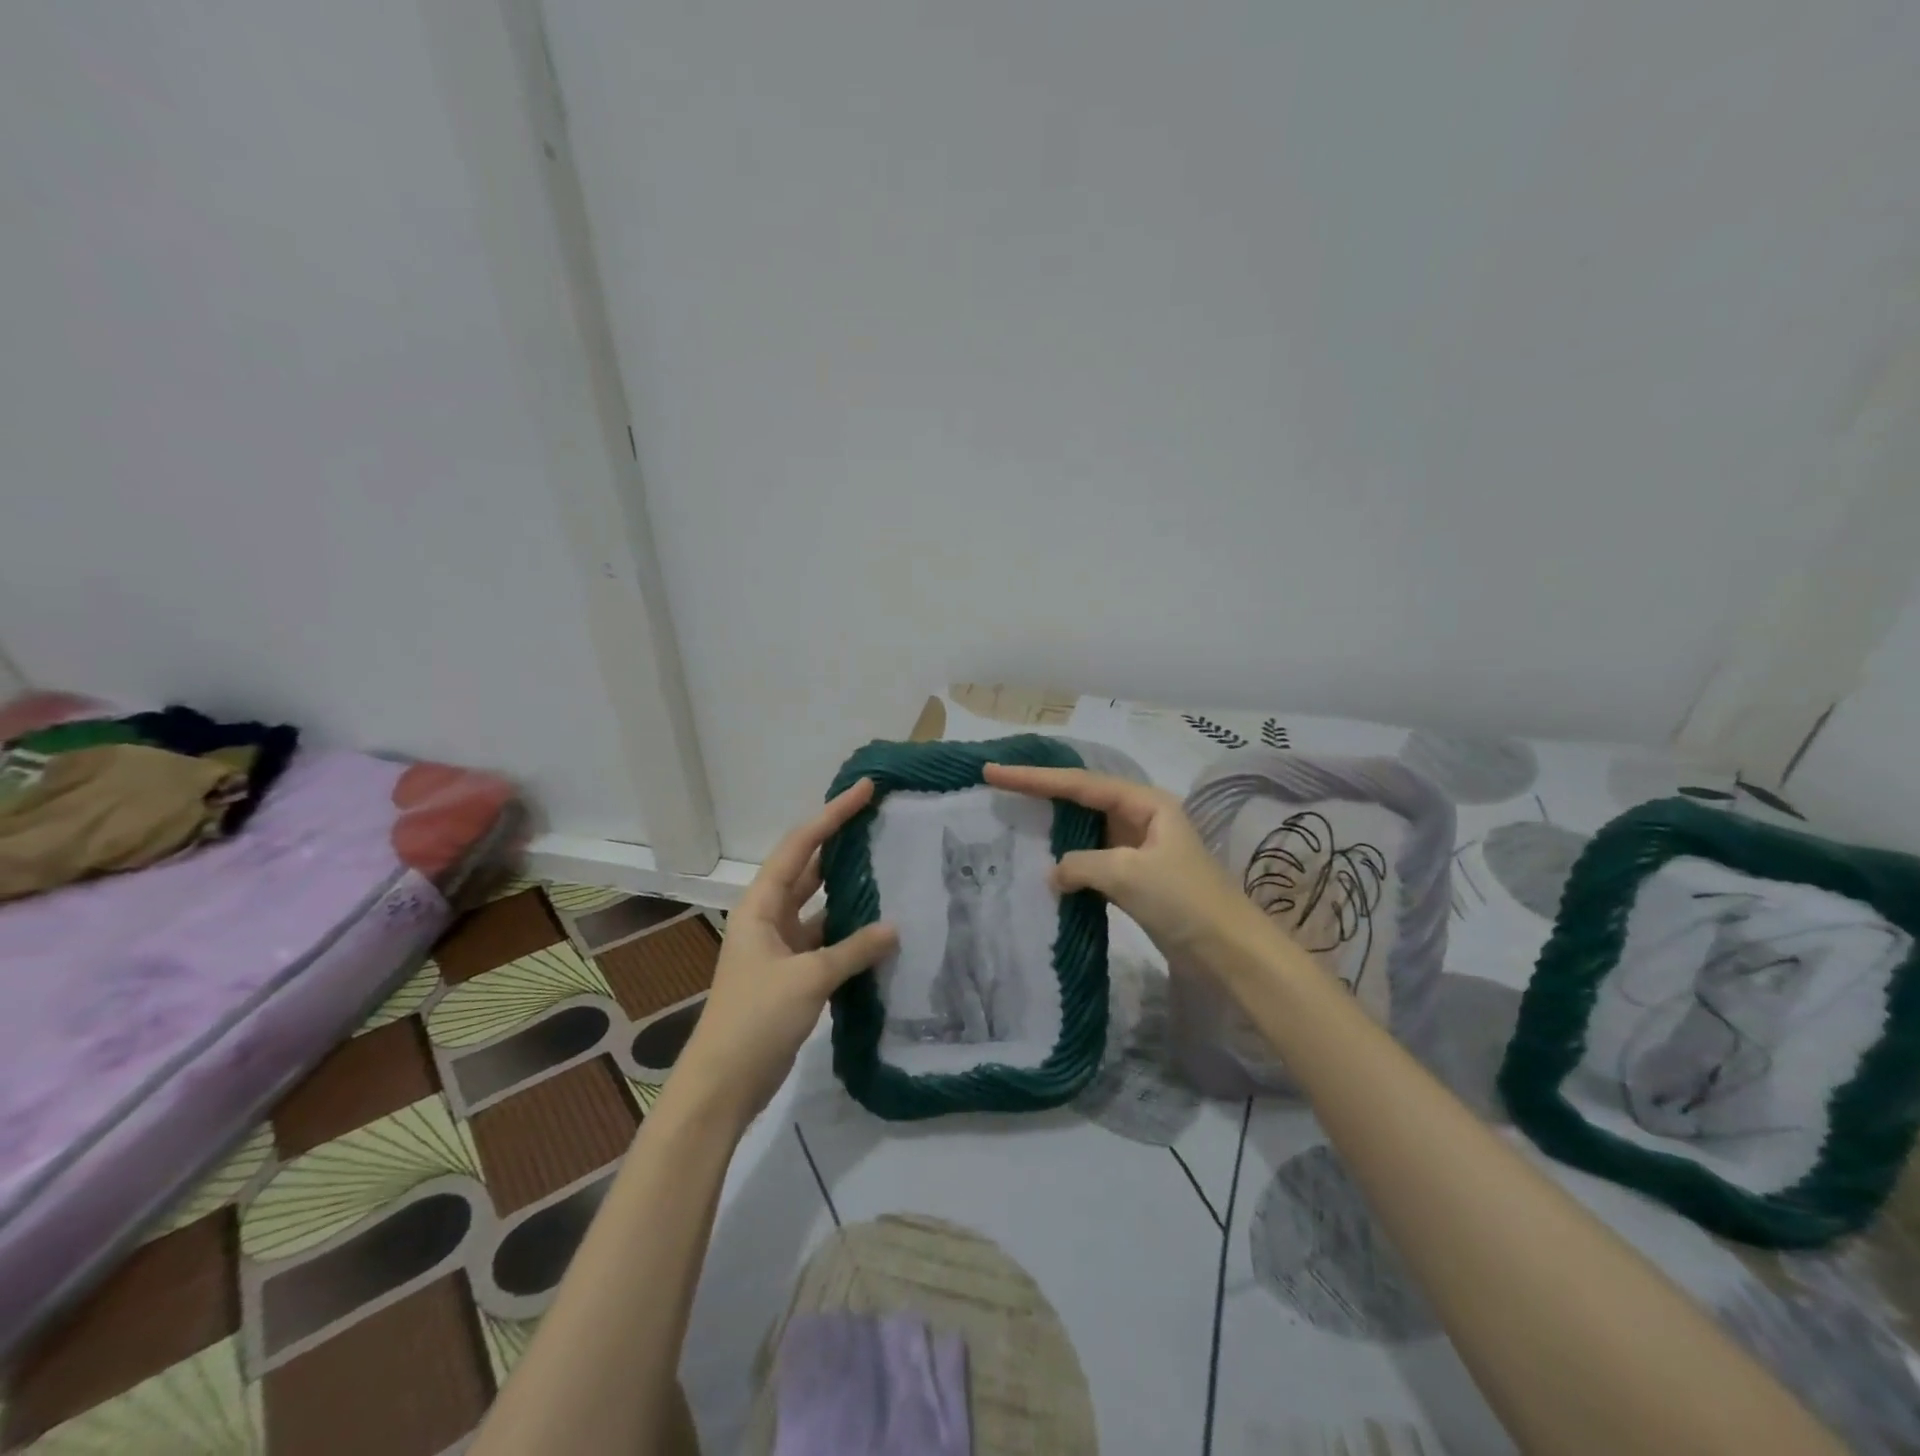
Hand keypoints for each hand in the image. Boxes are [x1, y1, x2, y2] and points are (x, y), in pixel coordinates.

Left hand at [670, 779, 897, 1127]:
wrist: (723, 1085)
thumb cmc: (755, 1020)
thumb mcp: (808, 978)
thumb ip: (853, 950)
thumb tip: (895, 927)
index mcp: (760, 905)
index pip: (800, 846)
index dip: (832, 815)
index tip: (865, 790)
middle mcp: (768, 917)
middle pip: (808, 868)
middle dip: (840, 844)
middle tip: (881, 822)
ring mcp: (780, 946)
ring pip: (820, 905)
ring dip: (848, 890)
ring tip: (889, 867)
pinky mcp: (792, 974)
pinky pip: (827, 940)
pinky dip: (851, 933)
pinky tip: (881, 929)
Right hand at [983, 763, 1267, 969]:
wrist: (1228, 950)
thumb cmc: (1183, 900)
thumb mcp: (1127, 873)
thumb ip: (1081, 864)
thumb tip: (1055, 873)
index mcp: (1144, 802)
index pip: (1079, 784)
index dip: (1033, 777)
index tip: (993, 772)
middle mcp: (1140, 816)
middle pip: (1080, 798)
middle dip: (1040, 792)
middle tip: (996, 785)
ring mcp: (1137, 848)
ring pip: (1085, 829)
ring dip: (1052, 826)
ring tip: (1011, 818)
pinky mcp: (1134, 877)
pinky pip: (1091, 859)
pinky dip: (1067, 861)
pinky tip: (1043, 864)